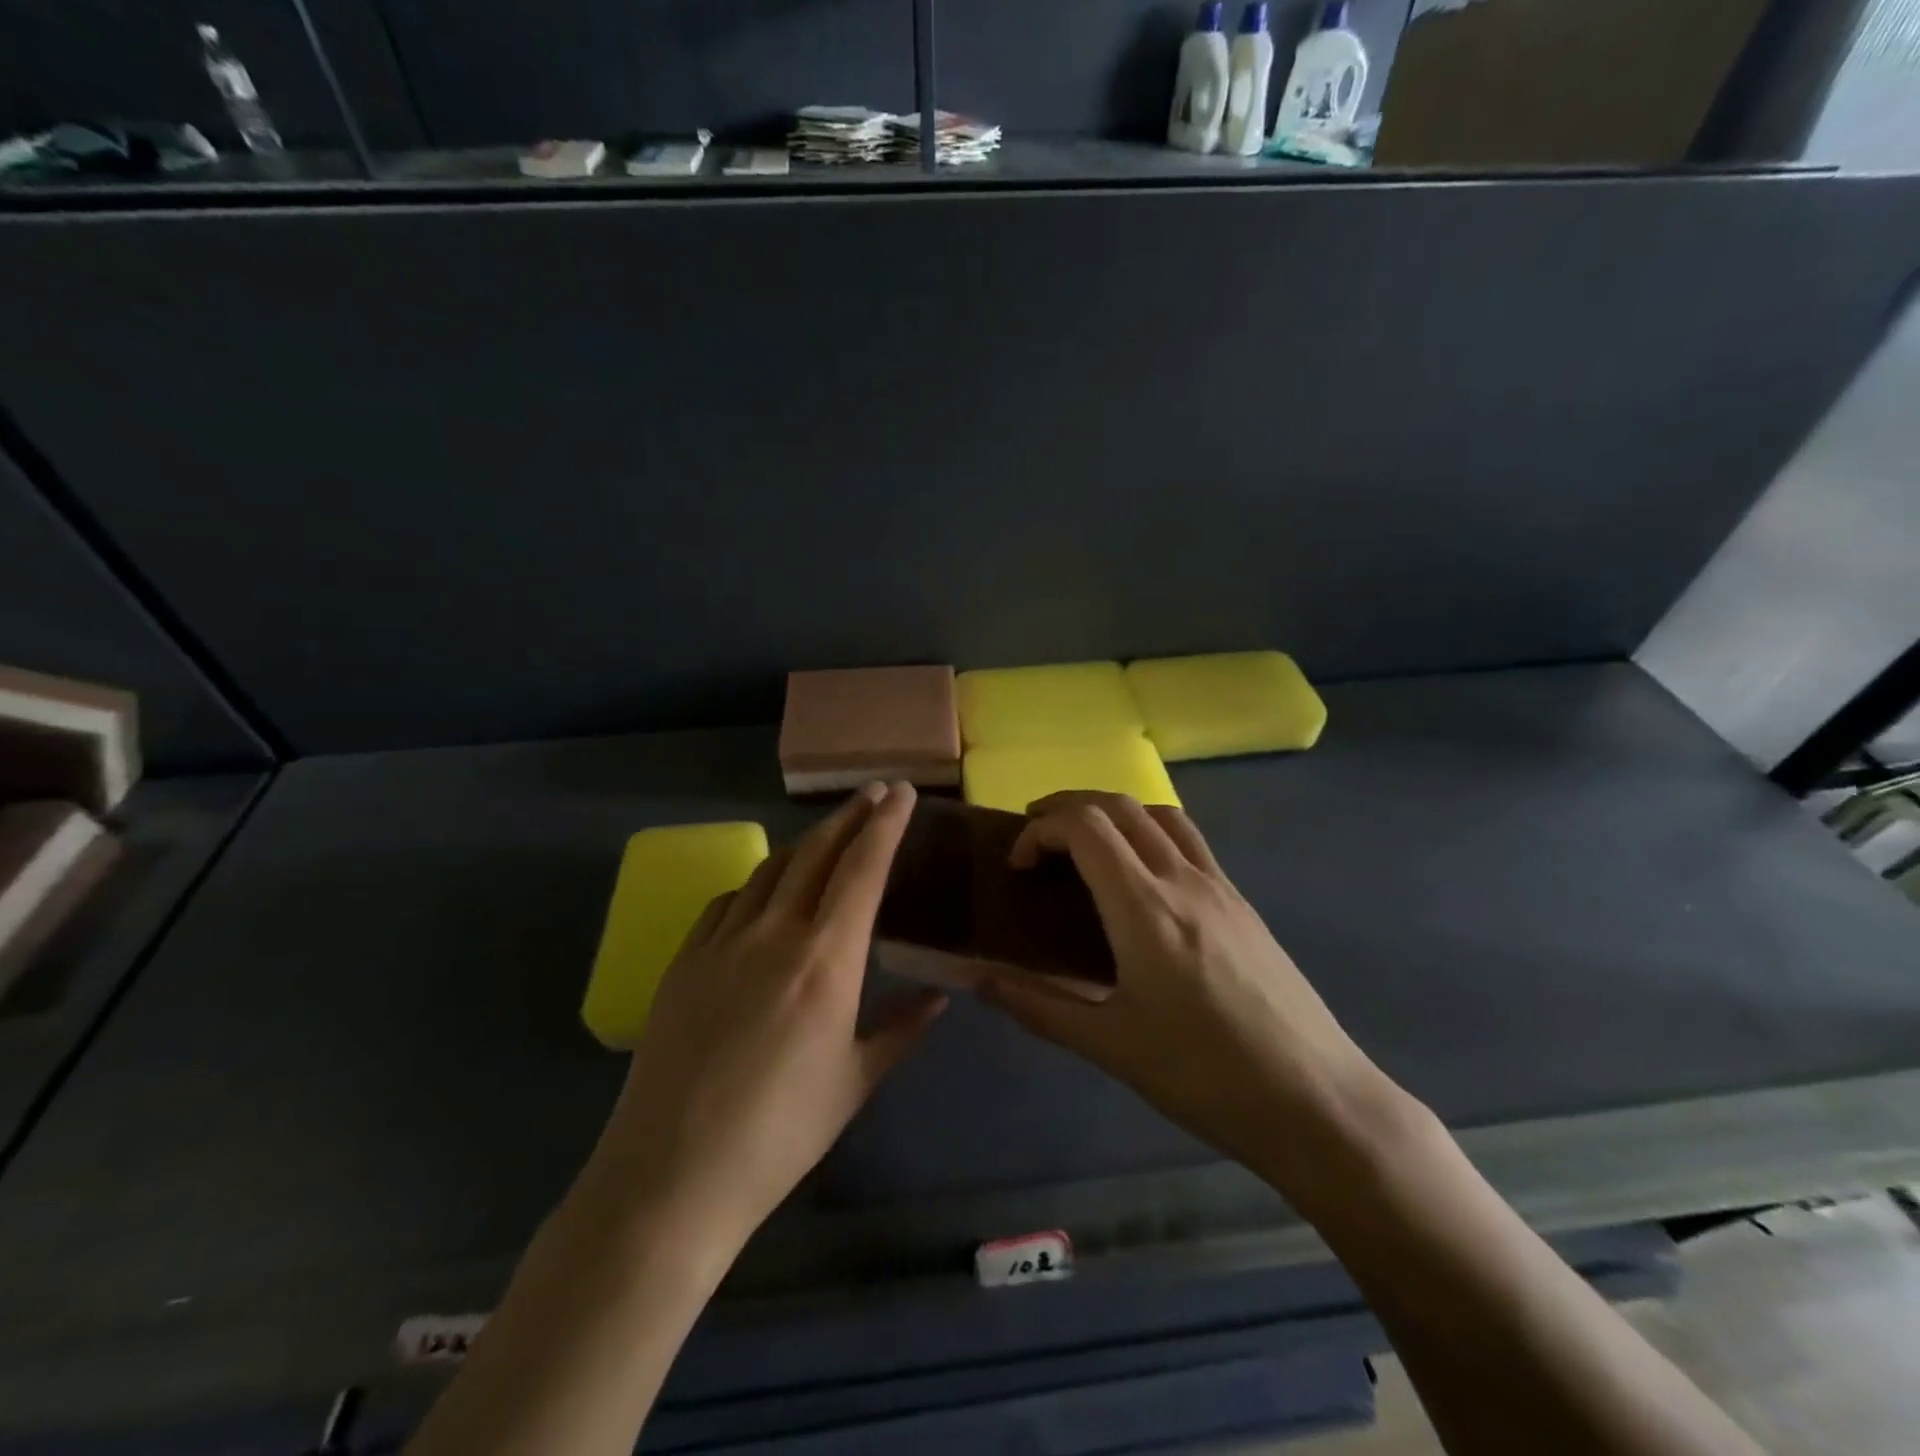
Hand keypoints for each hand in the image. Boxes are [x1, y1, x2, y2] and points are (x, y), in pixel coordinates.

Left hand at [590, 782, 946, 1262]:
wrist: (672, 1173)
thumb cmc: (780, 1133)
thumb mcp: (855, 1082)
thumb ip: (901, 1029)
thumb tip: (939, 998)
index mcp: (826, 960)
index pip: (863, 869)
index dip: (886, 824)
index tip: (902, 792)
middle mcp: (775, 933)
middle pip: (817, 852)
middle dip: (850, 815)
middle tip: (875, 793)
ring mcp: (722, 942)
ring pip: (771, 868)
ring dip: (806, 843)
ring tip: (829, 837)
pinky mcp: (684, 960)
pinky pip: (728, 901)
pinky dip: (757, 883)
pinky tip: (764, 895)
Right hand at [980, 792, 1404, 1196]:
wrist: (1316, 1102)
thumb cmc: (1204, 1076)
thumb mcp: (1110, 1046)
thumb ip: (1038, 1005)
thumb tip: (977, 979)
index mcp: (1145, 908)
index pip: (1085, 826)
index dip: (1040, 829)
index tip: (1018, 865)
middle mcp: (1183, 879)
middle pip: (1119, 804)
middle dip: (1067, 805)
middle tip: (1034, 836)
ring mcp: (1220, 886)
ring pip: (1158, 813)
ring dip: (1111, 810)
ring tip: (1083, 842)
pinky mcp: (1242, 902)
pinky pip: (1187, 839)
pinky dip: (1148, 831)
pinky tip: (1139, 877)